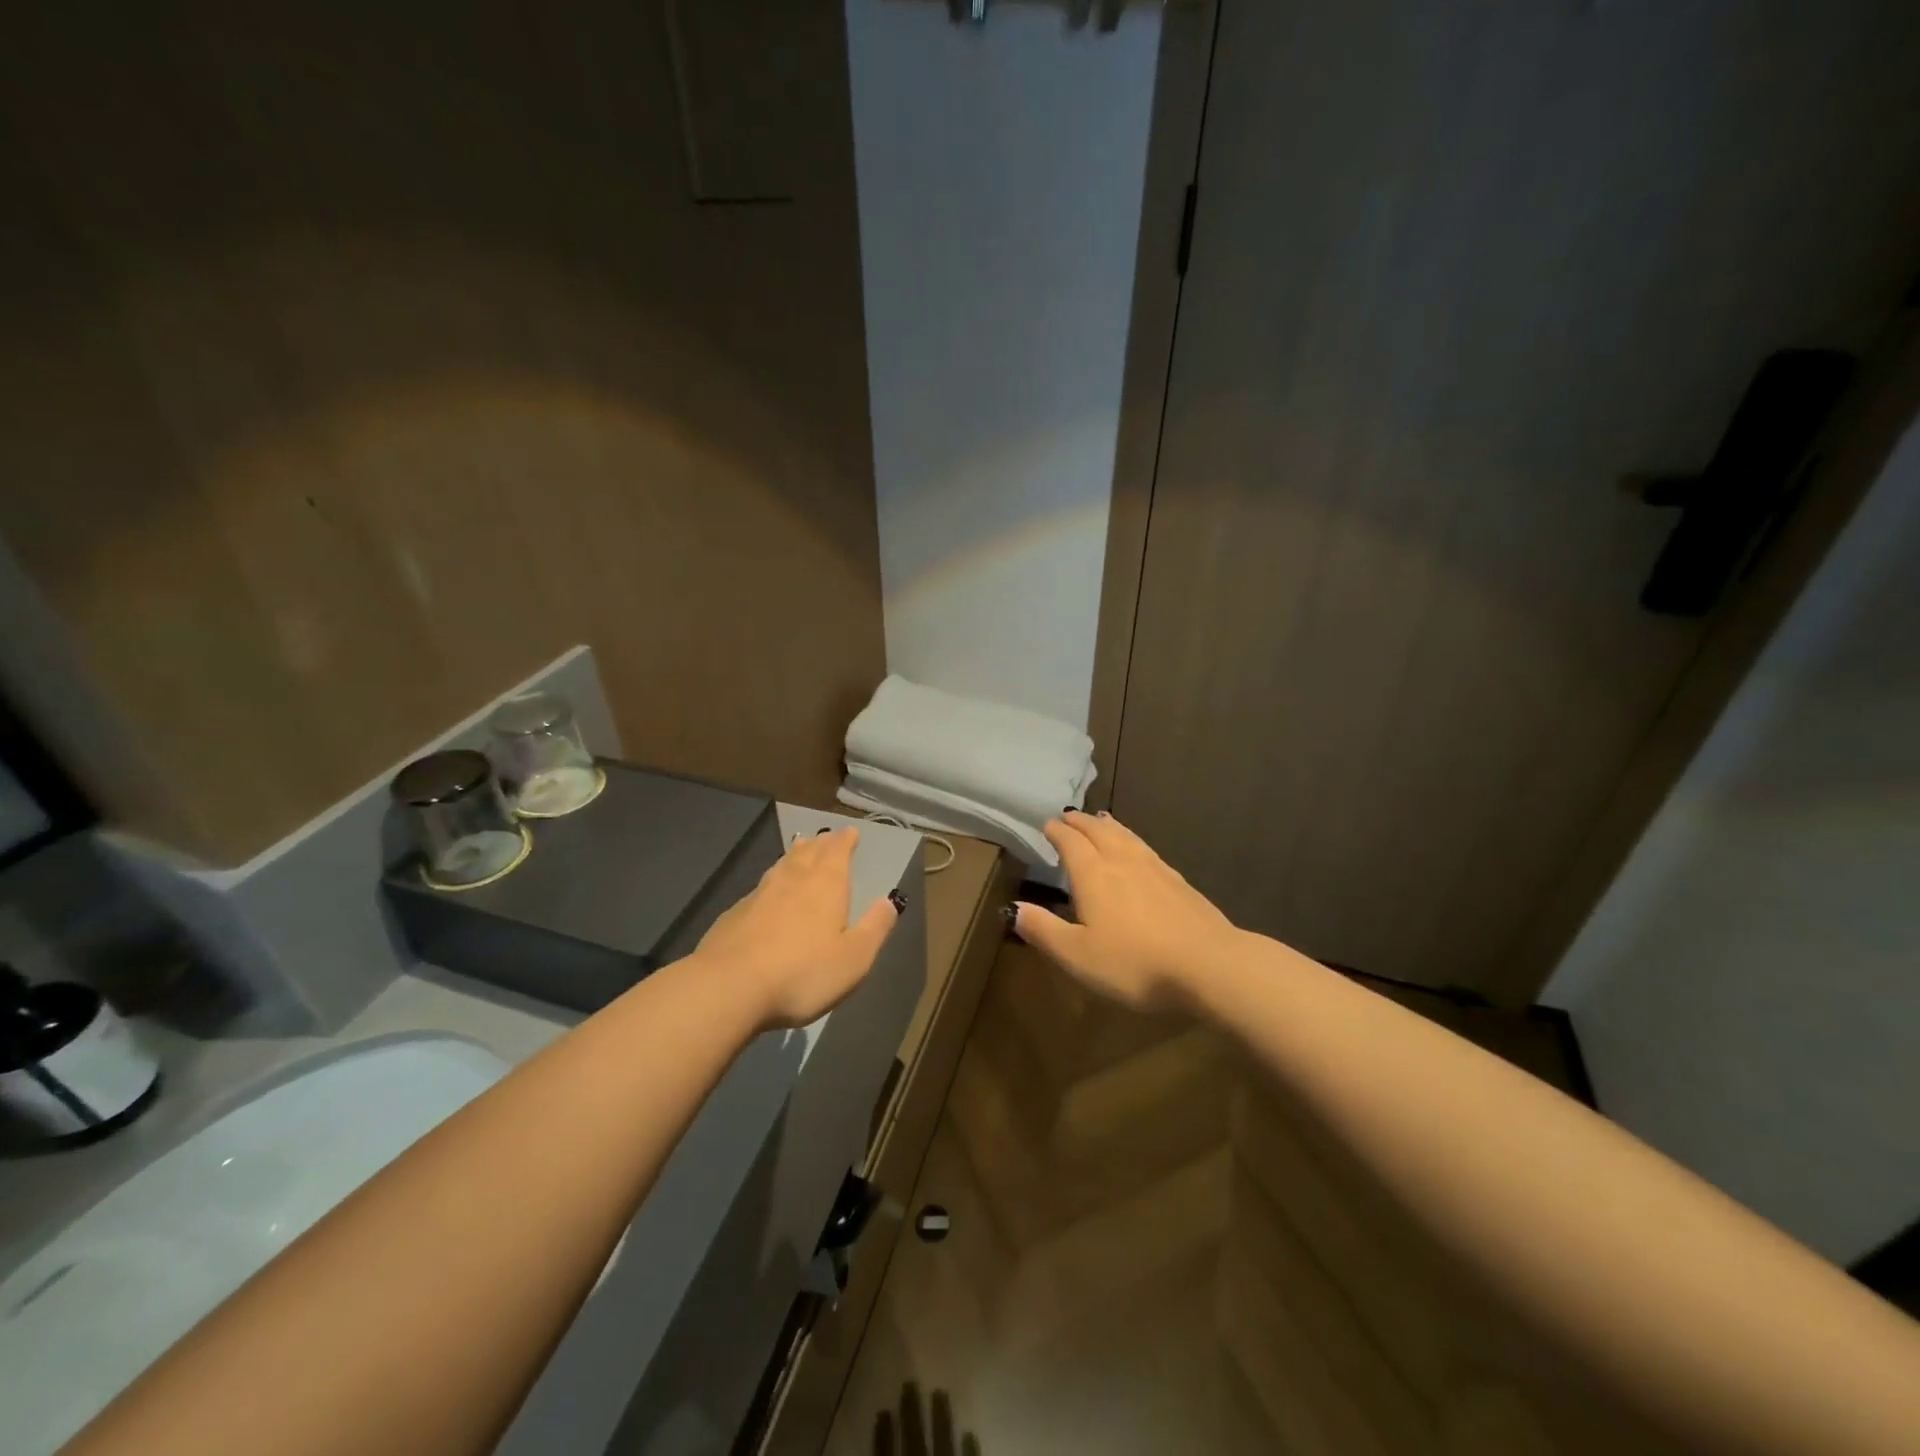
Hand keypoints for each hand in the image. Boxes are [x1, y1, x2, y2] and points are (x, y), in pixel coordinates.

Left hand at [695, 826, 901, 1029]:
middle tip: (827, 837)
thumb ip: (875, 928)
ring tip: (801, 850)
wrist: (729, 987)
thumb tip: (890, 901)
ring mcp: (760, 894)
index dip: (845, 841)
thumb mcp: (854, 958)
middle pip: (809, 852)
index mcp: (826, 885)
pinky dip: (772, 882)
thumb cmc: (802, 973)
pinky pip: (761, 887)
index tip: (850, 832)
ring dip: (795, 855)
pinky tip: (769, 893)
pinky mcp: (735, 914)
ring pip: (783, 865)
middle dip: (821, 843)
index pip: (838, 851)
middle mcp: (793, 880)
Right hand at [1011, 811, 1243, 1012]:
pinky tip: (1138, 851)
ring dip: (1108, 825)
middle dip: (1081, 822)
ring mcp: (1155, 869)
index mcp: (1093, 874)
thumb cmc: (1135, 963)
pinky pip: (1146, 849)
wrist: (1209, 965)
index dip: (1057, 832)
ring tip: (1100, 819)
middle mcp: (1122, 861)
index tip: (1047, 824)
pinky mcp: (1179, 882)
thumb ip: (1043, 930)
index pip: (1070, 842)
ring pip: (1126, 836)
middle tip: (1069, 816)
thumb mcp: (1077, 955)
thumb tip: (1014, 909)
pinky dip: (1133, 840)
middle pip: (1098, 831)